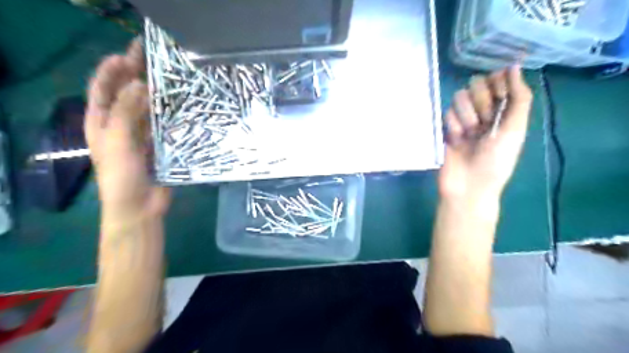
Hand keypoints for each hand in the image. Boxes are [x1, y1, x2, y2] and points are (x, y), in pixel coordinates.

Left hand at [85, 38, 170, 223]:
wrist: (139, 206)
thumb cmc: (121, 175)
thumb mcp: (118, 141)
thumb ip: (127, 111)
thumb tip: (139, 83)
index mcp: (101, 122)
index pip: (102, 88)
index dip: (111, 69)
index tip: (128, 54)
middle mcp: (120, 125)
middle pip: (126, 94)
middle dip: (136, 76)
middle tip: (153, 59)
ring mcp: (141, 135)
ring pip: (147, 108)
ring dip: (156, 94)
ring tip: (171, 79)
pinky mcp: (159, 145)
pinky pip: (163, 124)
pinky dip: (169, 114)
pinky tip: (181, 105)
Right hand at [439, 65, 531, 198]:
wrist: (468, 185)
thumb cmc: (496, 160)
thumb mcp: (516, 129)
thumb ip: (519, 97)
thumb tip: (514, 65)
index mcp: (505, 110)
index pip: (499, 80)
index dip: (497, 83)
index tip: (498, 96)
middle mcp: (484, 111)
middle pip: (477, 84)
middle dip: (481, 101)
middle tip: (485, 121)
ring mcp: (463, 119)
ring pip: (459, 97)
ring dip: (466, 115)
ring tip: (468, 134)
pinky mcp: (445, 127)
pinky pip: (447, 112)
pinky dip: (453, 125)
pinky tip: (456, 140)